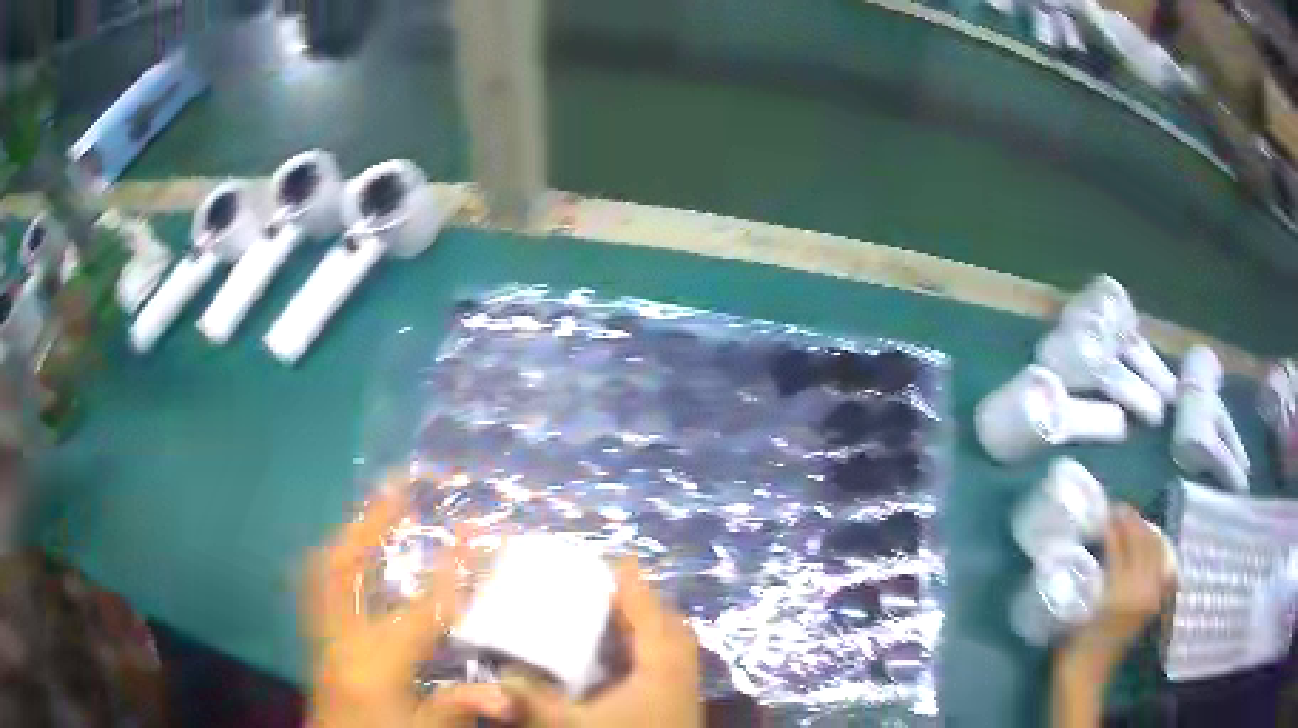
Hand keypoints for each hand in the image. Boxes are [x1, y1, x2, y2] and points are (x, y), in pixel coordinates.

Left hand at [305, 481, 512, 727]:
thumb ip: (459, 706)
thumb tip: (506, 695)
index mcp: (375, 663)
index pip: (422, 607)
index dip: (452, 569)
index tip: (477, 531)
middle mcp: (339, 637)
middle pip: (345, 564)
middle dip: (373, 520)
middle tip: (400, 482)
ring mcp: (319, 633)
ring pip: (324, 566)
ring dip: (352, 532)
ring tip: (378, 505)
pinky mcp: (314, 638)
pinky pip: (318, 581)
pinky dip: (337, 557)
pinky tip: (354, 551)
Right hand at [500, 560, 703, 726]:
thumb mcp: (568, 725)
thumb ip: (532, 699)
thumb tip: (499, 675)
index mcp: (661, 670)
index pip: (650, 616)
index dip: (635, 586)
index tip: (619, 559)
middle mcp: (681, 676)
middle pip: (670, 629)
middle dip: (644, 604)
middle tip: (610, 590)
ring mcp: (685, 695)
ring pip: (674, 649)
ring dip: (649, 630)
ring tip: (614, 621)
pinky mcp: (679, 711)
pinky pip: (671, 668)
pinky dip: (650, 655)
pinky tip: (623, 665)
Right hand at [1061, 505, 1174, 674]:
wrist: (1084, 680)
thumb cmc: (1074, 647)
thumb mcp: (1080, 607)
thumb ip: (1093, 572)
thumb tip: (1099, 540)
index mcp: (1122, 593)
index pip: (1122, 544)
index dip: (1115, 523)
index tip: (1106, 507)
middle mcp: (1143, 590)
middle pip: (1143, 542)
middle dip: (1132, 521)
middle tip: (1117, 509)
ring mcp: (1151, 596)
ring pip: (1155, 550)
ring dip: (1145, 531)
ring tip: (1129, 521)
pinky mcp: (1152, 603)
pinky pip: (1160, 565)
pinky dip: (1155, 548)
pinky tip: (1146, 543)